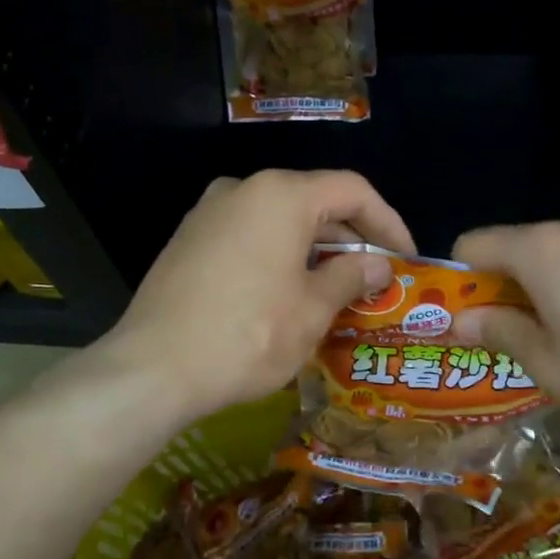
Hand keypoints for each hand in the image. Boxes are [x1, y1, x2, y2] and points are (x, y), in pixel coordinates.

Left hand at [102, 170, 415, 422]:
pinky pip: (249, 235)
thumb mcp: (312, 311)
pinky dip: (279, 254)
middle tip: (376, 278)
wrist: (153, 368)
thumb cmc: (248, 336)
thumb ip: (351, 277)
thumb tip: (377, 265)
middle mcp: (243, 189)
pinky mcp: (188, 240)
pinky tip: (289, 292)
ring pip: (279, 220)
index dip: (388, 221)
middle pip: (314, 200)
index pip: (352, 190)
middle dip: (351, 238)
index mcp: (281, 196)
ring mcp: (209, 213)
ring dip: (315, 249)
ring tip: (338, 289)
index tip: (406, 257)